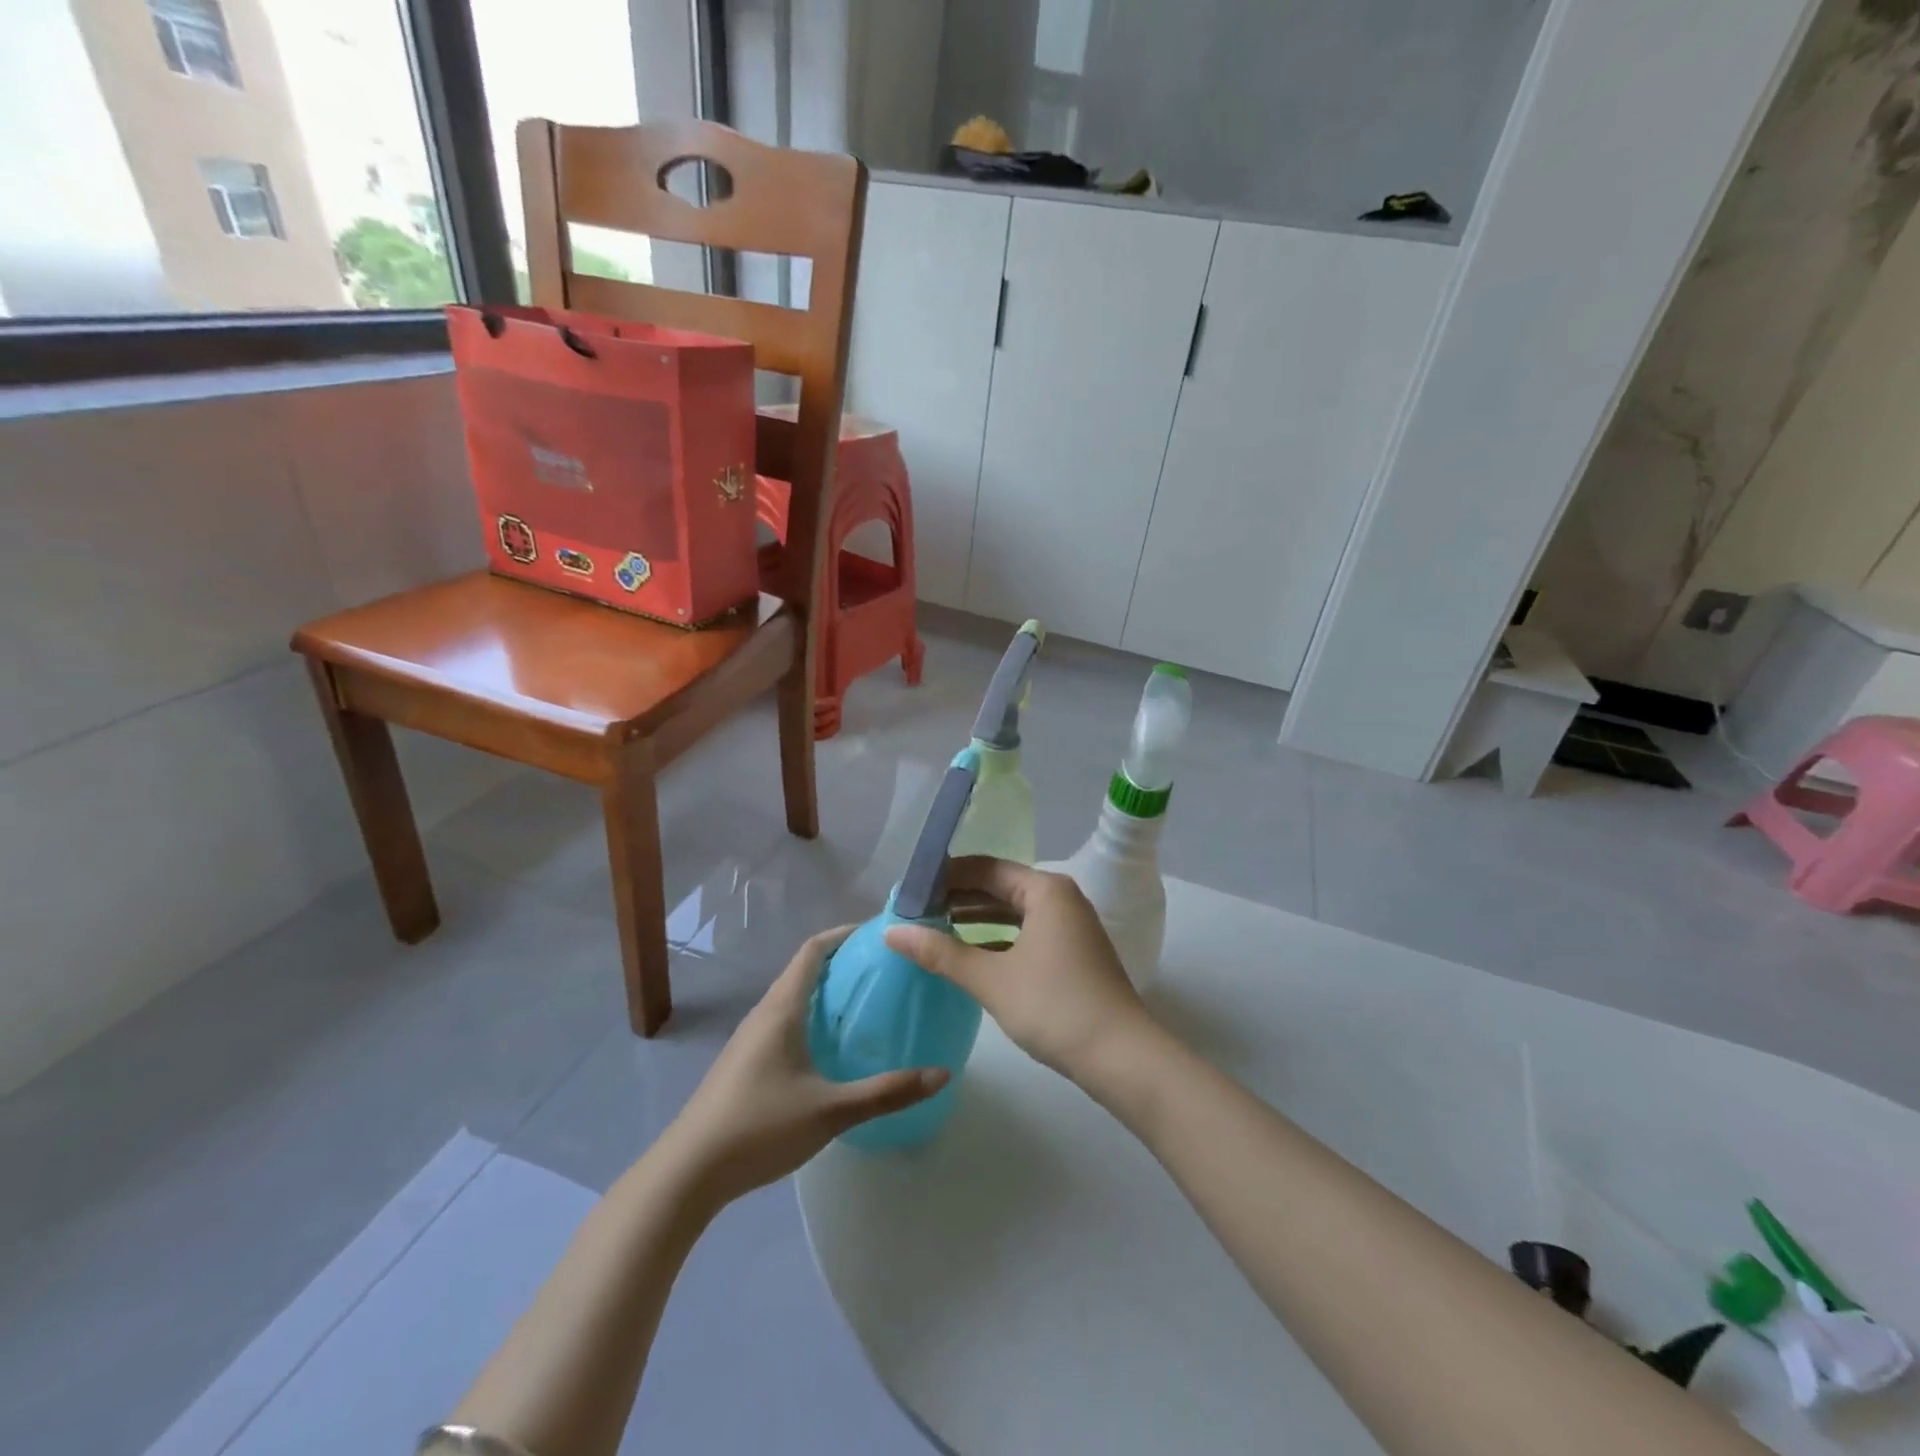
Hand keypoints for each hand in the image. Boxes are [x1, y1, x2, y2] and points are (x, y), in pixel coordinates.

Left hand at [662, 927, 947, 1207]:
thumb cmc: (760, 1127)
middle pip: (804, 971)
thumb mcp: (831, 1110)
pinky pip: (784, 1022)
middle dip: (843, 963)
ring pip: (793, 999)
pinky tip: (832, 1048)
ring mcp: (750, 1040)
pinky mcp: (745, 1064)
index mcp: (781, 1009)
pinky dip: (813, 1018)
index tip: (879, 933)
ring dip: (827, 993)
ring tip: (866, 1003)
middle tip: (885, 970)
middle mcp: (764, 1014)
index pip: (813, 950)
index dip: (844, 934)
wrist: (688, 1173)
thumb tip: (942, 1074)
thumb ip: (887, 1092)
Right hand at [885, 857, 1155, 1086]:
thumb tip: (891, 932)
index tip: (910, 891)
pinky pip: (1026, 935)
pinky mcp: (1073, 955)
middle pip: (1000, 887)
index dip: (945, 877)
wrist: (1122, 1057)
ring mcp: (1071, 928)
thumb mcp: (991, 979)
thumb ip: (940, 953)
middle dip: (958, 899)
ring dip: (976, 921)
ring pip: (1013, 914)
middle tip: (915, 913)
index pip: (985, 868)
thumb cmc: (1054, 1006)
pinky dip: (997, 941)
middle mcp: (1061, 899)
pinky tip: (970, 958)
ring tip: (933, 932)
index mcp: (1045, 890)